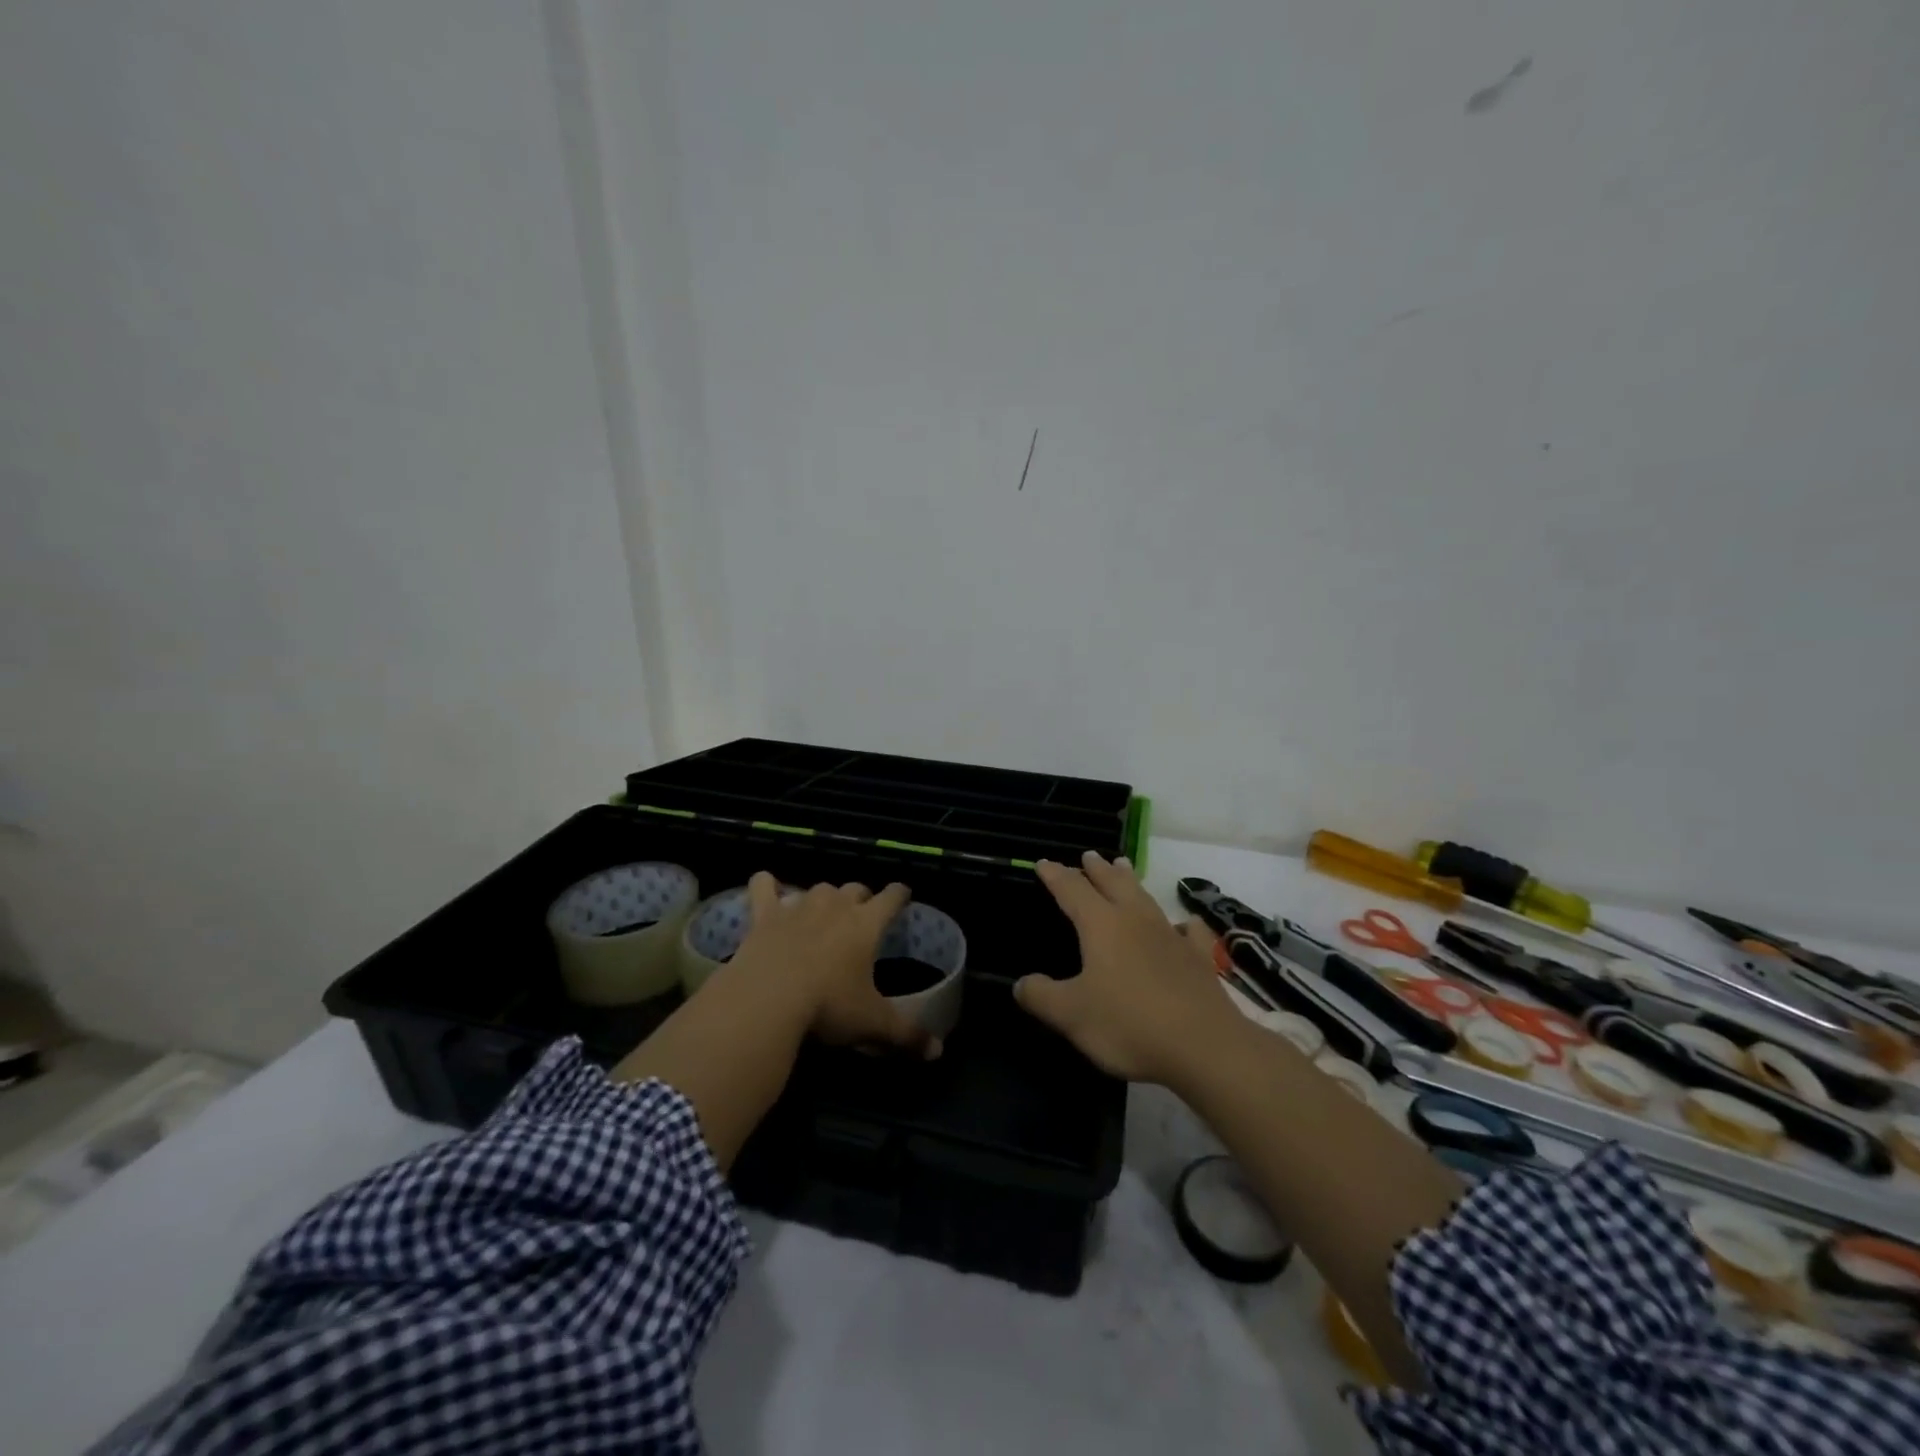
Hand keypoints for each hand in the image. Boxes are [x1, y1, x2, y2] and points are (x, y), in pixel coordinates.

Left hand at [727, 872, 941, 1058]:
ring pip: (818, 888)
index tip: (902, 895)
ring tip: (821, 912)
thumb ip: (907, 1034)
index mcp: (866, 924)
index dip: (899, 894)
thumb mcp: (873, 1024)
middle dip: (860, 898)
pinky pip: (763, 885)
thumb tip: (938, 1051)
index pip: (891, 897)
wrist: (767, 999)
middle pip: (854, 888)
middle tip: (860, 916)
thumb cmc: (828, 1006)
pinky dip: (765, 884)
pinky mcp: (764, 914)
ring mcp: (797, 906)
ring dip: (823, 897)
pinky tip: (766, 888)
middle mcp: (835, 906)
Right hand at [1014, 852, 1238, 1084]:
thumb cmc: (1129, 1024)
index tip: (1044, 863)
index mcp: (1101, 926)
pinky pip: (1190, 932)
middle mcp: (1136, 920)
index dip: (1056, 875)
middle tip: (1089, 855)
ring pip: (1146, 898)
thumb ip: (1041, 996)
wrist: (1205, 1046)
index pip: (1072, 890)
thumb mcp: (1071, 1015)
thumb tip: (1020, 984)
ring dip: (1131, 881)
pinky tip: (1186, 924)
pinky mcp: (1198, 959)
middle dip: (1097, 869)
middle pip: (1112, 884)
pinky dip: (1184, 924)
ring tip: (1124, 867)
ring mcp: (1171, 936)